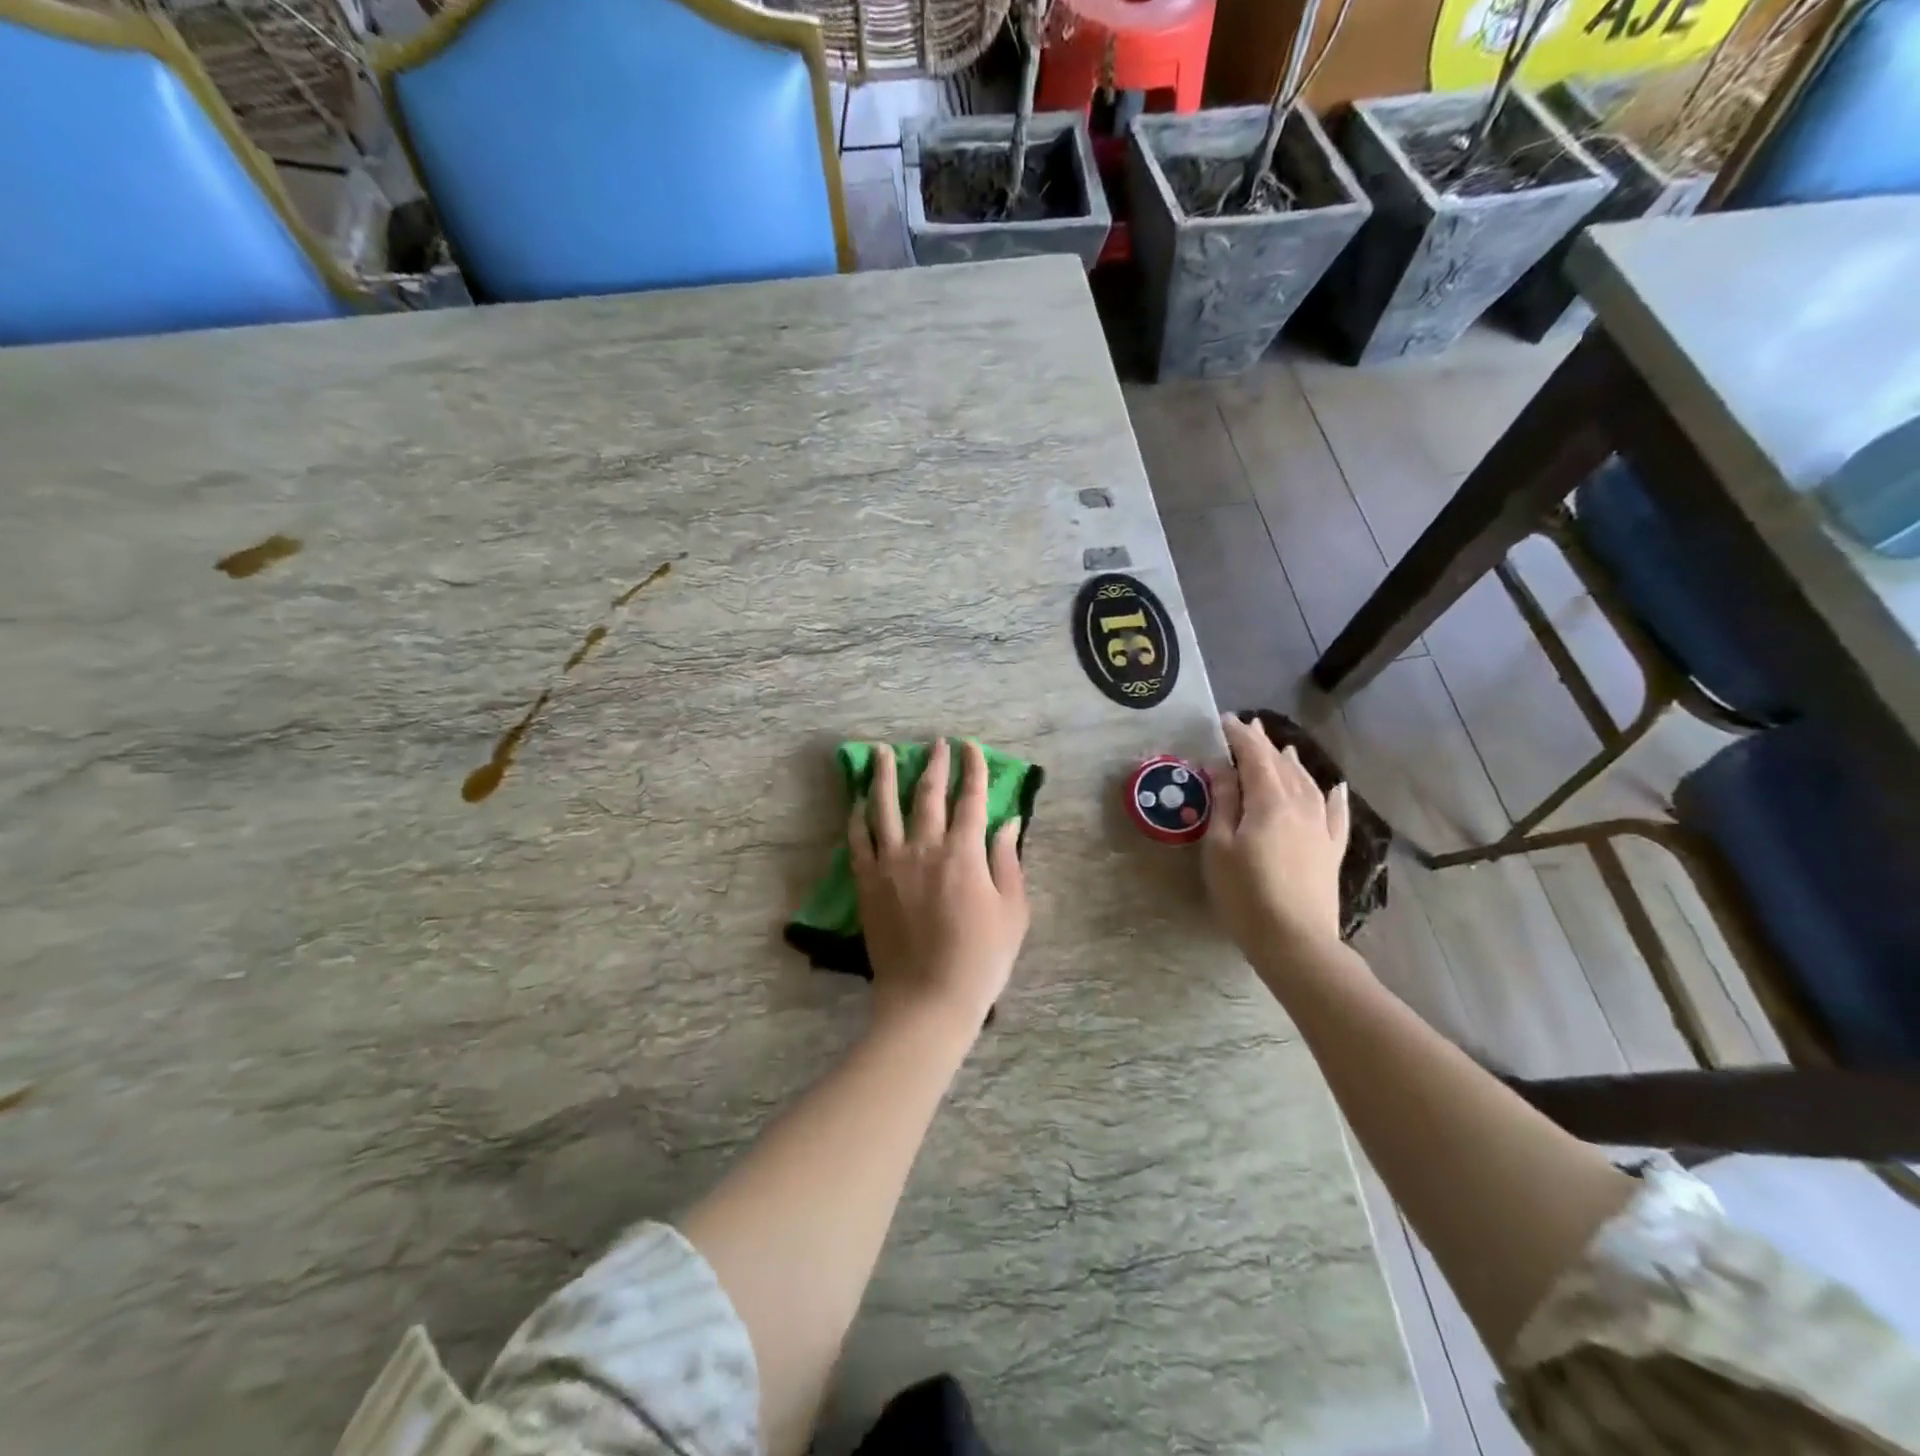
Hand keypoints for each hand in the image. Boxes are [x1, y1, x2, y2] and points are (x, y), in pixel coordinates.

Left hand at [850, 738, 1029, 1032]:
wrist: (929, 999)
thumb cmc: (981, 959)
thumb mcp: (1013, 911)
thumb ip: (1007, 860)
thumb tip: (1008, 822)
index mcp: (964, 853)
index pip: (970, 798)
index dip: (972, 769)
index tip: (970, 748)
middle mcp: (924, 848)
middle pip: (927, 794)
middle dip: (933, 763)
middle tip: (936, 743)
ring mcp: (890, 864)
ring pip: (884, 807)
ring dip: (883, 775)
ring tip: (881, 752)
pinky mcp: (867, 883)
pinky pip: (858, 840)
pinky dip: (858, 817)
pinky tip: (858, 802)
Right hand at [1204, 714, 1350, 963]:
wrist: (1295, 942)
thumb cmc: (1245, 894)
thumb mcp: (1219, 847)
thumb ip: (1223, 803)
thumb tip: (1222, 768)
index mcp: (1269, 802)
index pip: (1254, 757)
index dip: (1240, 737)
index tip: (1225, 720)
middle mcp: (1301, 806)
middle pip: (1282, 766)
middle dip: (1264, 745)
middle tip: (1248, 727)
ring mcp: (1321, 828)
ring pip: (1309, 784)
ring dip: (1293, 764)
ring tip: (1284, 749)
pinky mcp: (1331, 850)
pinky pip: (1336, 814)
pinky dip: (1333, 796)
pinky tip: (1335, 786)